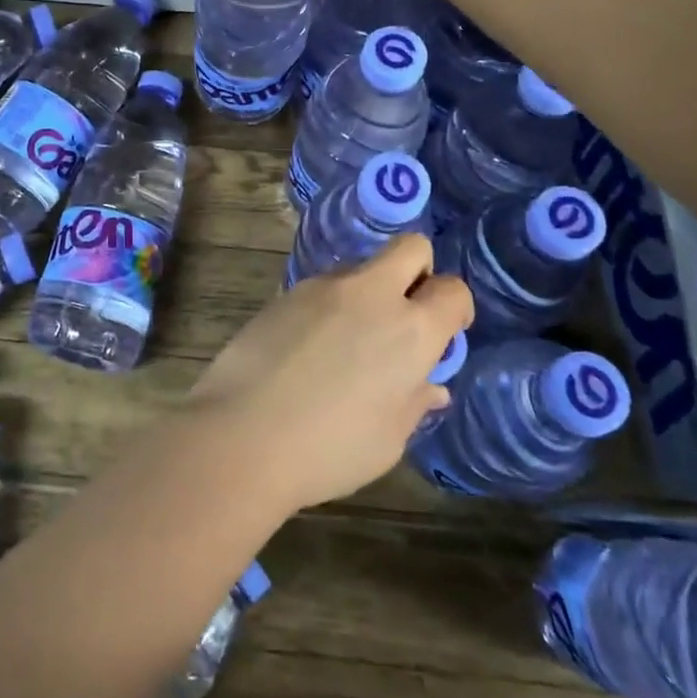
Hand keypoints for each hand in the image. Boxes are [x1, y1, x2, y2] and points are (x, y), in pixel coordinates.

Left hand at [186, 235, 471, 512]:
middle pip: (411, 248)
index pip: (452, 290)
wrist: (242, 433)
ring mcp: (323, 286)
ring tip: (346, 343)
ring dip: (368, 292)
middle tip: (404, 315)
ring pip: (362, 267)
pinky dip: (329, 306)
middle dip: (418, 271)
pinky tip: (309, 347)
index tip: (445, 332)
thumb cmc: (329, 449)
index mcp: (410, 330)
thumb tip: (430, 386)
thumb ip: (413, 402)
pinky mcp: (286, 291)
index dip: (455, 307)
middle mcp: (371, 293)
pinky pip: (323, 286)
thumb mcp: (388, 439)